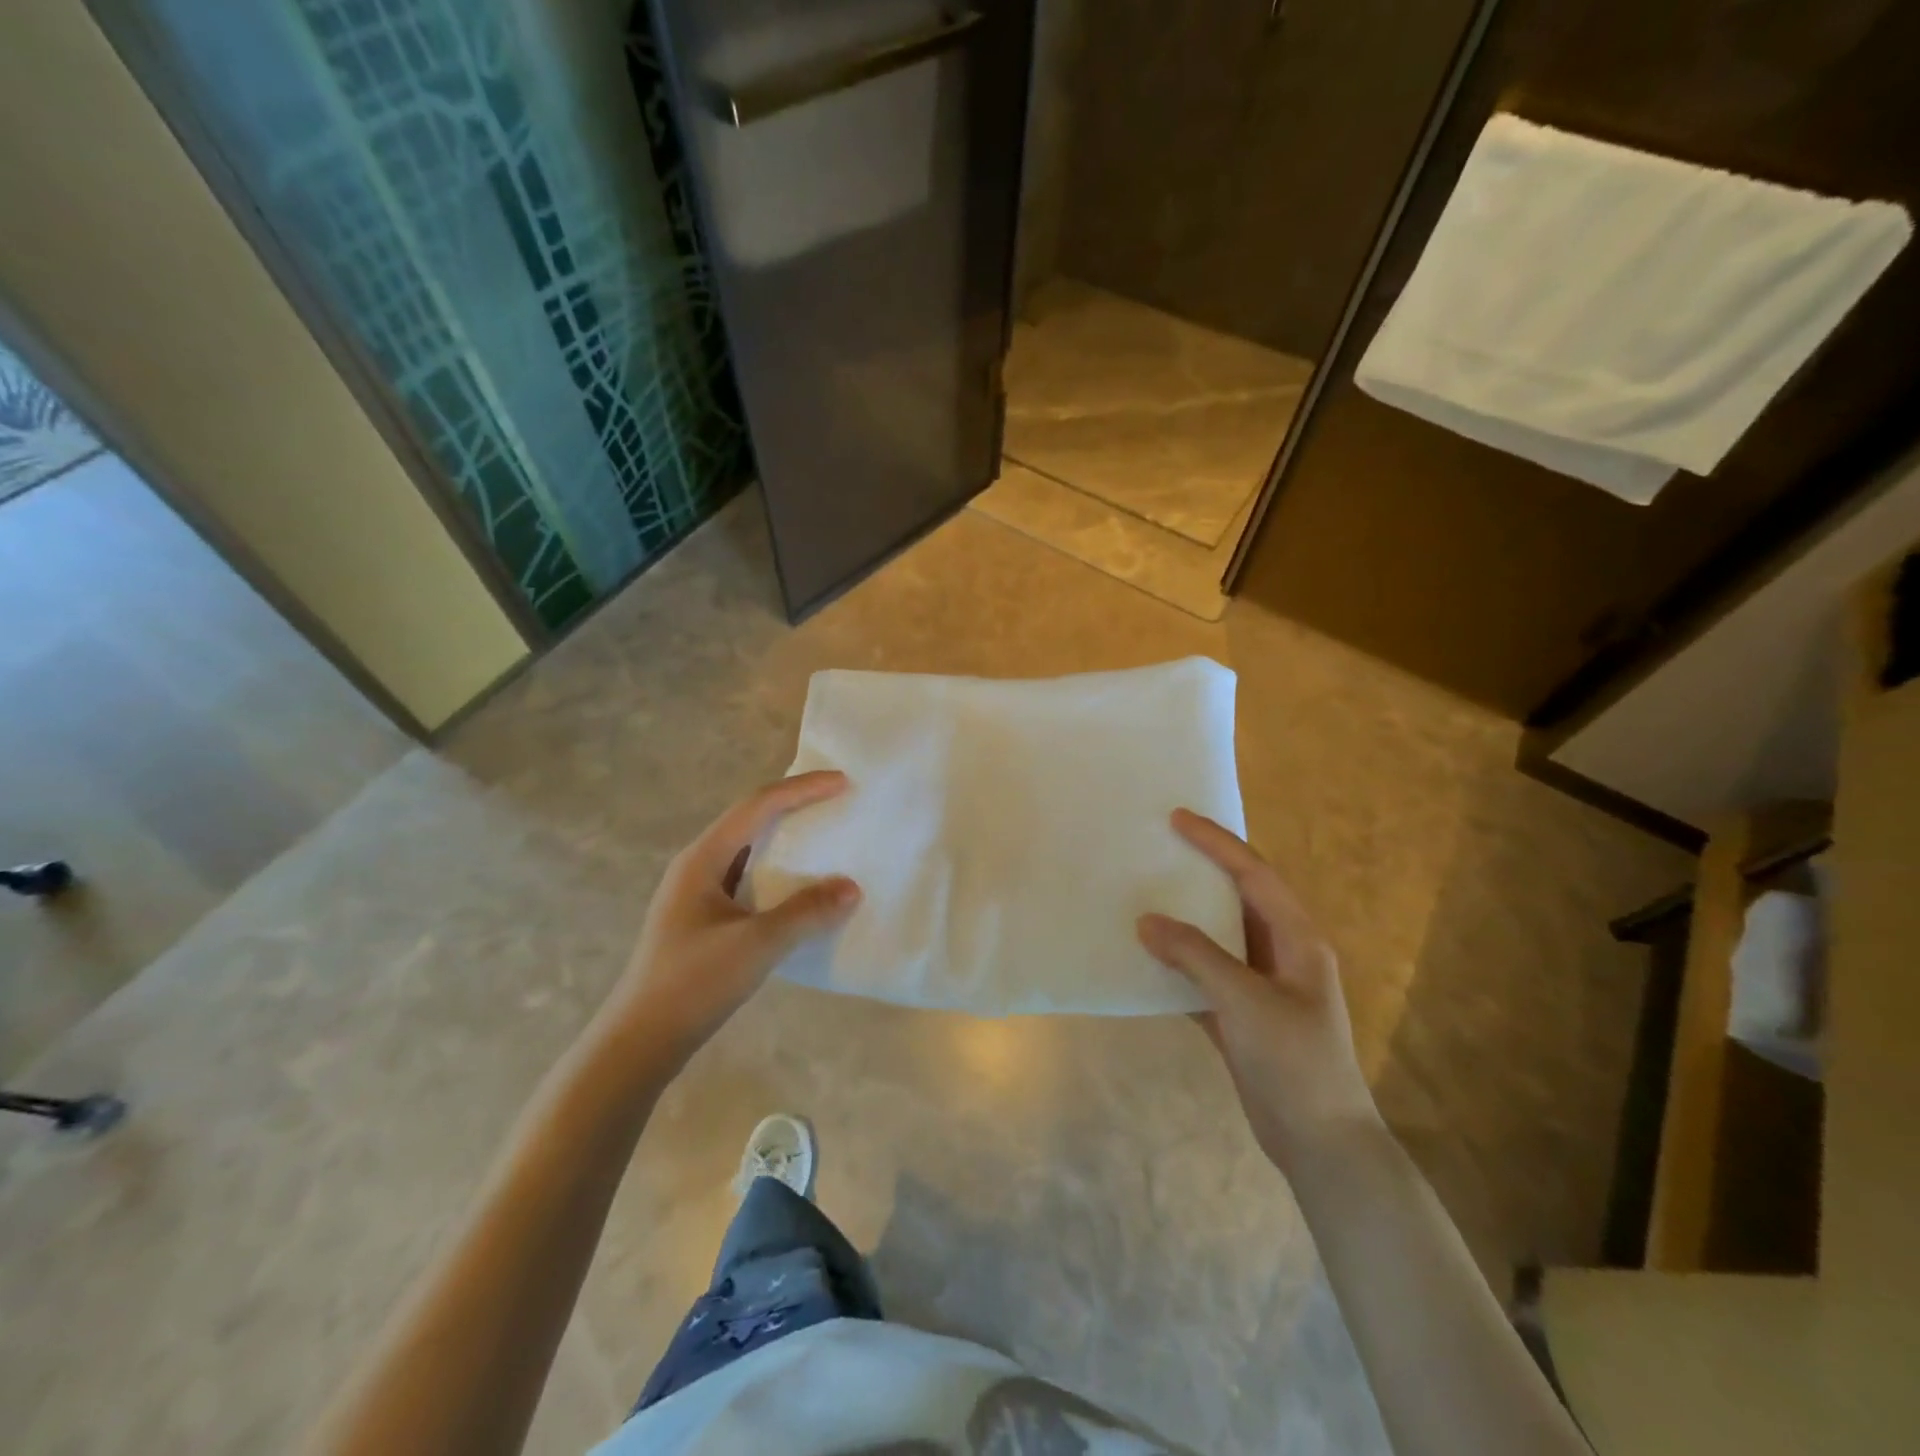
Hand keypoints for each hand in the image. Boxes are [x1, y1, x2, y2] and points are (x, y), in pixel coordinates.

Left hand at [606, 772, 859, 1057]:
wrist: (640, 1042)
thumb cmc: (693, 983)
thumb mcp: (756, 945)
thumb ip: (806, 913)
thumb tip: (852, 887)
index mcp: (703, 858)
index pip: (758, 806)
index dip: (802, 790)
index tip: (842, 783)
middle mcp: (697, 866)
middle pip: (751, 820)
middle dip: (794, 806)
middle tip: (836, 803)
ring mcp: (697, 894)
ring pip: (749, 851)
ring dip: (787, 840)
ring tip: (825, 839)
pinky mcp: (703, 920)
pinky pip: (748, 879)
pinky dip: (779, 874)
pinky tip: (800, 891)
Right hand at [1138, 809, 1378, 1172]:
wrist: (1320, 1143)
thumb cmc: (1294, 1062)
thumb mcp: (1246, 1002)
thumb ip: (1196, 956)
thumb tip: (1146, 921)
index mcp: (1297, 938)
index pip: (1254, 874)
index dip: (1217, 844)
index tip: (1178, 819)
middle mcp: (1281, 953)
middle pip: (1237, 897)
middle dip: (1201, 869)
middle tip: (1159, 846)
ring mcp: (1261, 985)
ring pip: (1217, 935)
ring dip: (1185, 915)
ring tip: (1145, 891)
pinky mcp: (1241, 1014)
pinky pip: (1203, 973)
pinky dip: (1177, 961)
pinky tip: (1145, 955)